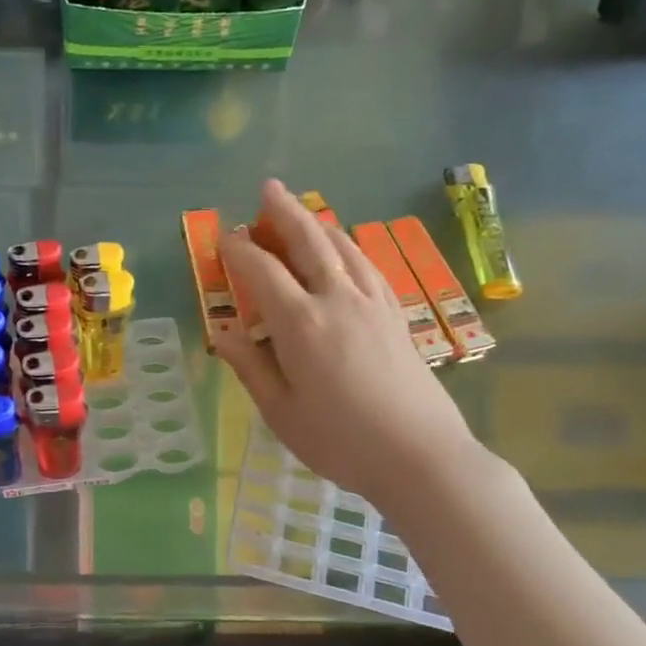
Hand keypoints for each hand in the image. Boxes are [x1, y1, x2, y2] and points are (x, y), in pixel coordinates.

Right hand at [219, 180, 478, 500]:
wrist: (421, 457)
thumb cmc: (340, 441)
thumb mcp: (280, 412)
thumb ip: (250, 366)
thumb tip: (224, 333)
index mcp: (301, 324)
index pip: (263, 271)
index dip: (239, 250)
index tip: (224, 238)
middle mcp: (338, 300)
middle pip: (310, 240)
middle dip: (285, 212)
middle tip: (267, 189)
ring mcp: (374, 304)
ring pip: (344, 247)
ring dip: (320, 223)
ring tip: (304, 211)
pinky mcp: (397, 315)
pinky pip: (369, 265)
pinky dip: (349, 247)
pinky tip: (346, 250)